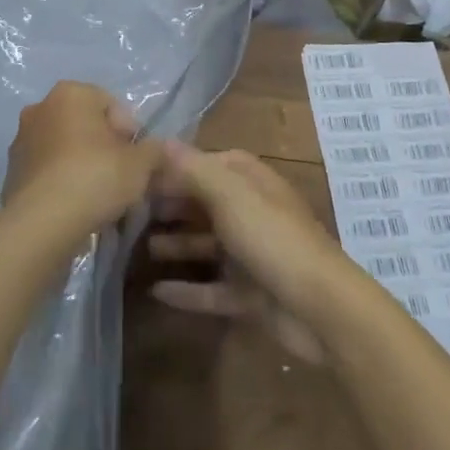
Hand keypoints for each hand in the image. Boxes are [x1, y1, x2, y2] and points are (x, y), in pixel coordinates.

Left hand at [2, 81, 163, 235]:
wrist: (42, 223)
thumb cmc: (95, 178)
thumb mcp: (141, 163)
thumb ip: (155, 150)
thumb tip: (158, 150)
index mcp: (71, 94)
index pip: (111, 105)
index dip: (130, 133)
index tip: (137, 160)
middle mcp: (40, 108)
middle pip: (85, 125)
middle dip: (104, 147)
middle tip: (120, 177)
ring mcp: (21, 140)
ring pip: (64, 148)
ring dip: (81, 164)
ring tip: (98, 196)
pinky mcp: (10, 172)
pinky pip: (47, 171)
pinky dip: (61, 182)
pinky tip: (75, 206)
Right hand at [146, 145, 354, 358]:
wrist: (319, 308)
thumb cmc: (272, 238)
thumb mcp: (230, 195)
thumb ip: (193, 169)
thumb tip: (161, 142)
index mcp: (251, 182)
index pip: (209, 163)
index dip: (177, 168)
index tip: (140, 175)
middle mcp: (252, 212)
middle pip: (205, 203)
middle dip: (171, 205)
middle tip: (130, 212)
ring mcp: (252, 255)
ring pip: (207, 245)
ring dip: (176, 244)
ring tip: (138, 247)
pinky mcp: (250, 294)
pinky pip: (212, 289)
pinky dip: (187, 290)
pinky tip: (156, 292)